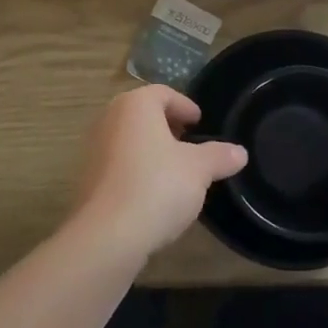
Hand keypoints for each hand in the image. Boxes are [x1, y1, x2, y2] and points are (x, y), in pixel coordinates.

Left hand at [70, 86, 247, 263]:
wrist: (108, 234)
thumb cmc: (157, 186)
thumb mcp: (199, 170)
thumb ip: (219, 156)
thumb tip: (240, 152)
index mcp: (135, 105)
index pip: (163, 93)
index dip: (185, 106)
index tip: (200, 123)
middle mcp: (109, 118)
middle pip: (143, 114)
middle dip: (168, 127)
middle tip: (191, 145)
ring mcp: (94, 148)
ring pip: (129, 139)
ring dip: (152, 150)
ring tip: (176, 171)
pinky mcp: (88, 178)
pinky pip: (118, 164)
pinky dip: (137, 170)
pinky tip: (154, 193)